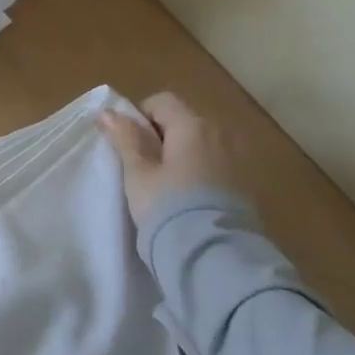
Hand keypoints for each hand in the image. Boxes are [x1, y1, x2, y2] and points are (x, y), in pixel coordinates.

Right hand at [98, 91, 237, 225]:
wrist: (212, 252)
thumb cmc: (167, 206)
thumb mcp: (138, 173)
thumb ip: (125, 139)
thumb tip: (108, 112)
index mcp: (193, 125)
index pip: (162, 102)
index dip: (140, 116)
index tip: (128, 145)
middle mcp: (221, 132)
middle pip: (184, 120)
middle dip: (162, 135)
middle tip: (143, 167)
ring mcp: (239, 157)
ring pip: (202, 142)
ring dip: (183, 153)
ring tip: (167, 184)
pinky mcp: (247, 182)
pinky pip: (217, 162)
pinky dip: (200, 169)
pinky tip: (189, 196)